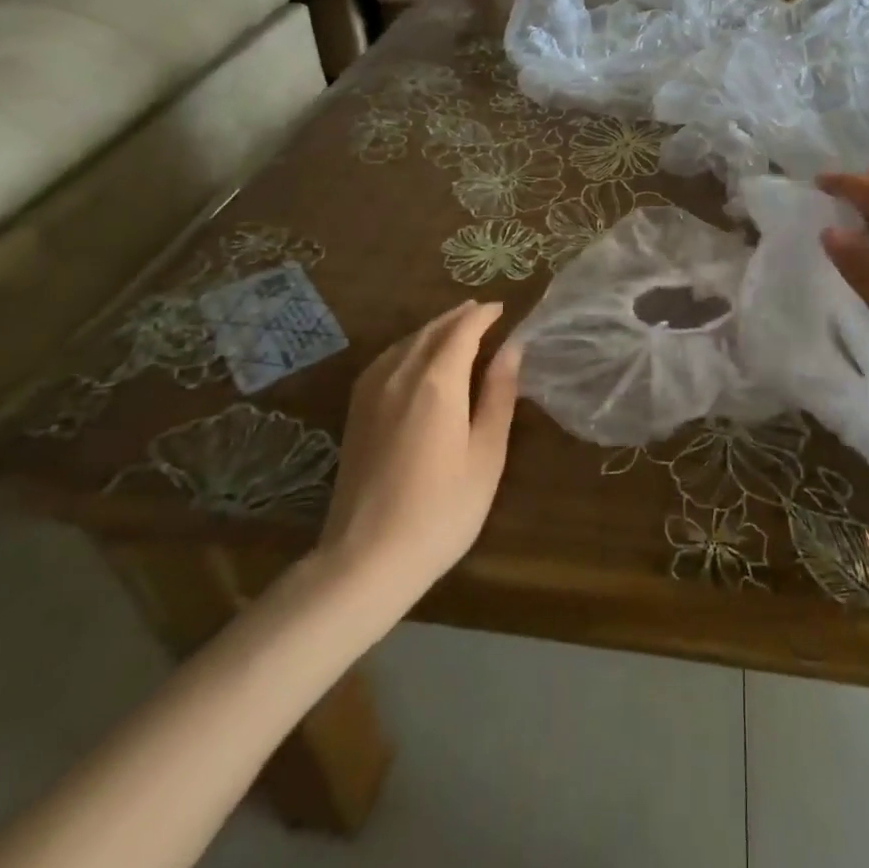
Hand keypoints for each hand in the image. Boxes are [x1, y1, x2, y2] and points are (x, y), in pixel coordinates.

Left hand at [317, 301, 519, 603]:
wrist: (366, 558)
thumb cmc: (441, 510)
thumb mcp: (486, 455)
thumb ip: (499, 396)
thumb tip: (512, 349)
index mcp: (437, 382)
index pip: (462, 330)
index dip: (483, 316)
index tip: (502, 309)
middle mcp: (400, 375)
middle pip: (432, 330)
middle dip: (458, 317)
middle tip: (484, 314)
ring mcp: (371, 392)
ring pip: (406, 342)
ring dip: (433, 328)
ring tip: (456, 329)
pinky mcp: (356, 411)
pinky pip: (386, 359)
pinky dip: (408, 346)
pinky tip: (415, 357)